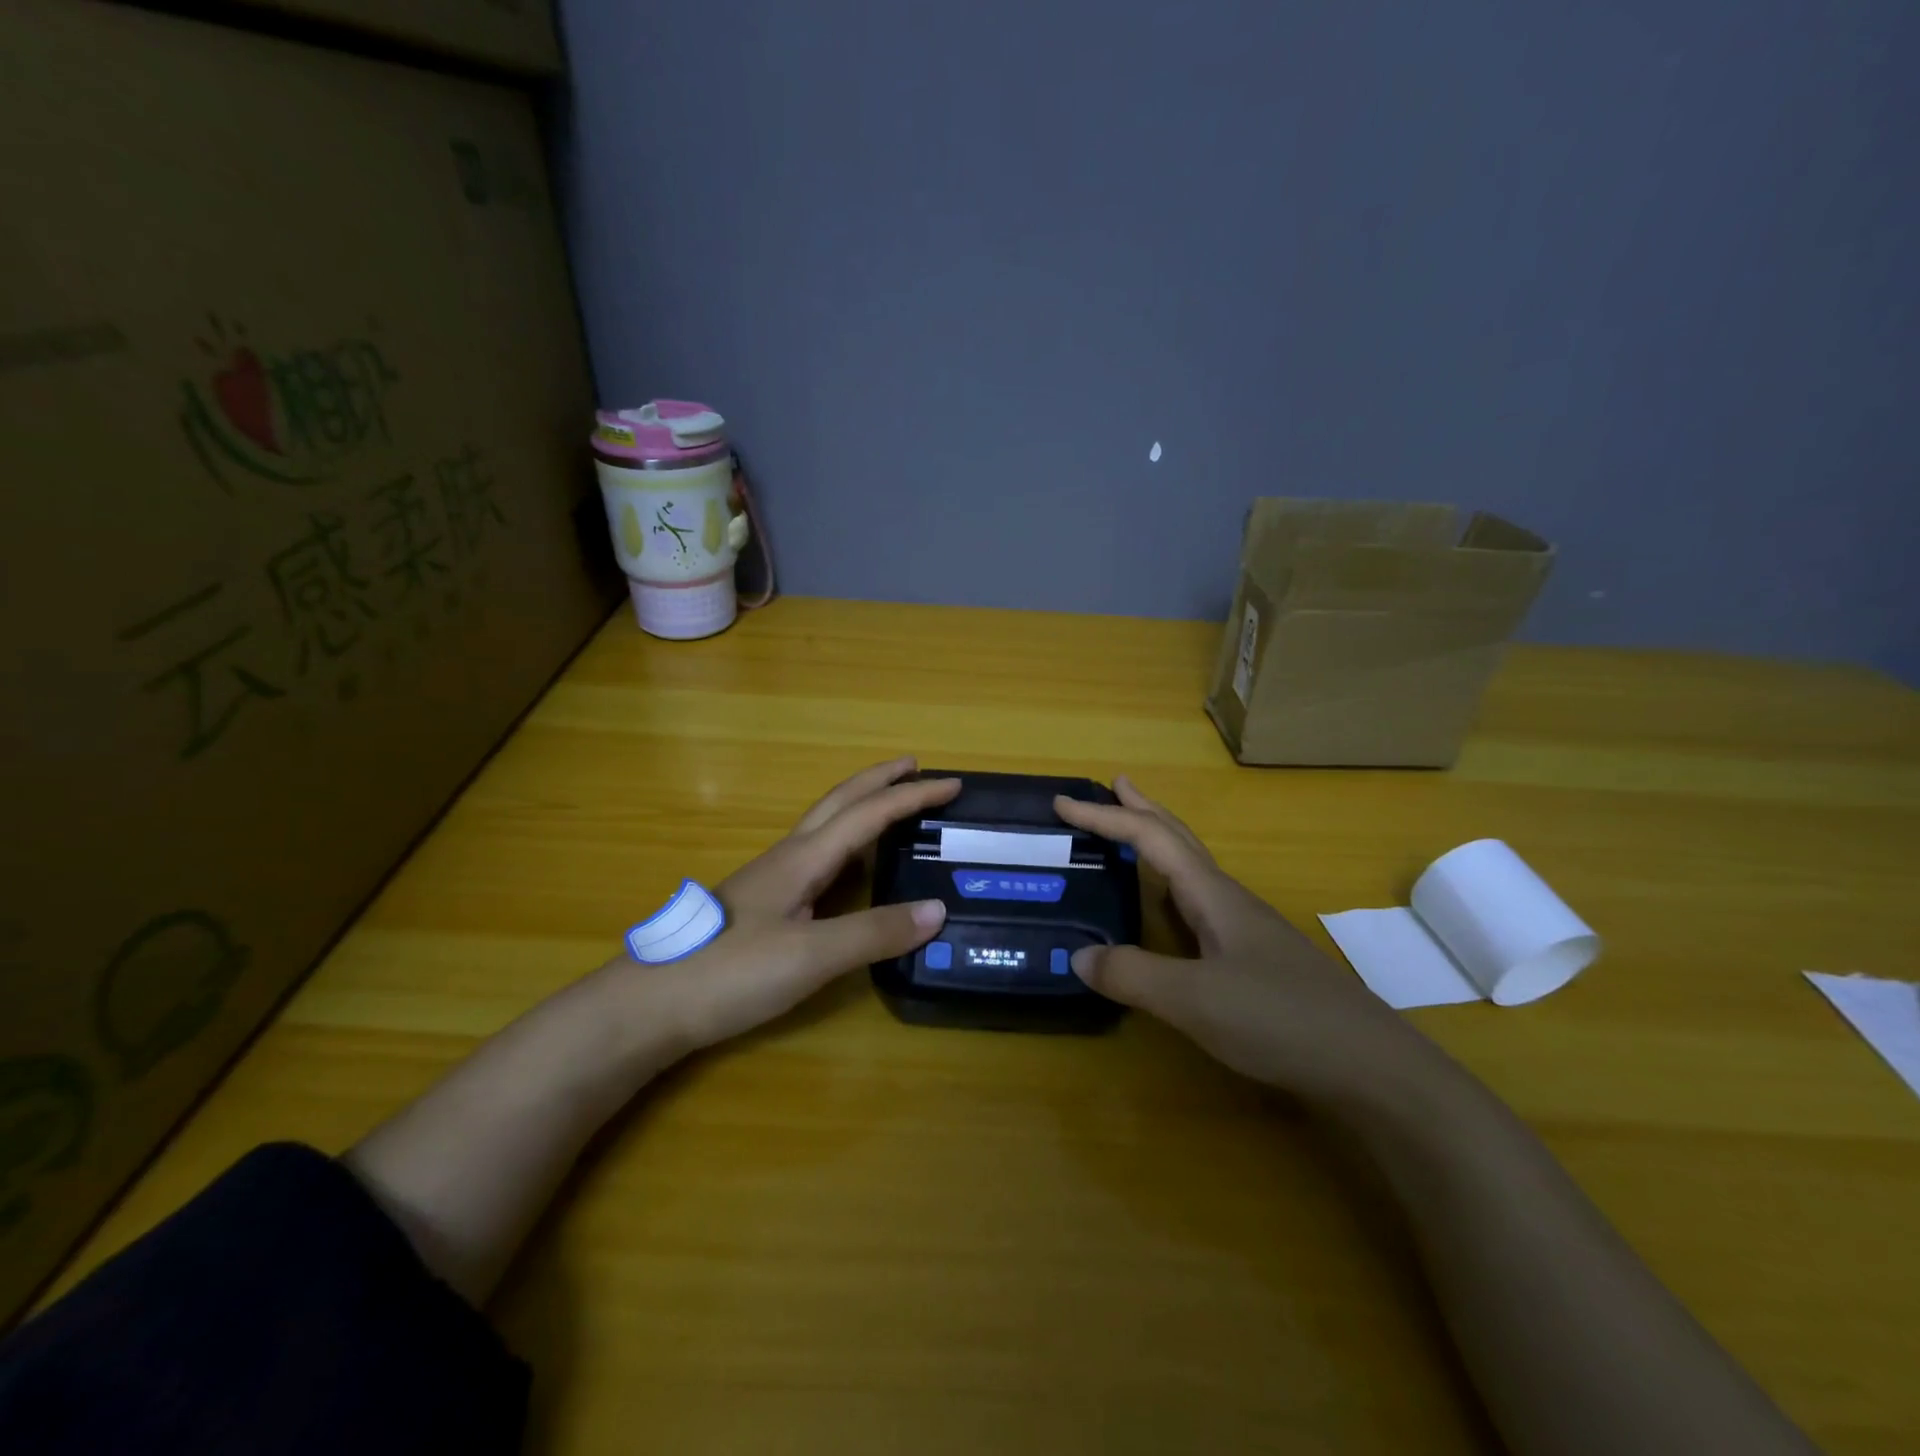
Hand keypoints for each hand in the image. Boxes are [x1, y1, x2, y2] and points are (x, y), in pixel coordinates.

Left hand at [637, 758, 957, 1052]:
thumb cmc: (730, 973)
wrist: (648, 1006)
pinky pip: (816, 854)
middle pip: (840, 802)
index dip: (911, 796)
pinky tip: (847, 867)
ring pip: (824, 825)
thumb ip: (874, 933)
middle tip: (916, 767)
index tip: (952, 783)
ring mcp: (770, 879)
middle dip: (880, 780)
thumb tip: (937, 909)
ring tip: (891, 807)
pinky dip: (846, 841)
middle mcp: (788, 857)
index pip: (868, 813)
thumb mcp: (811, 956)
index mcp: (803, 858)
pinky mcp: (761, 904)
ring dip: (861, 806)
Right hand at [1054, 776, 1439, 1103]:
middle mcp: (1228, 900)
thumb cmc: (1279, 1018)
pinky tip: (1170, 912)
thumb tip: (1079, 956)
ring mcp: (1246, 929)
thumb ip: (1133, 975)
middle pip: (1179, 839)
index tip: (1063, 803)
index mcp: (1212, 895)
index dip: (1105, 817)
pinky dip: (1171, 888)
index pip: (1150, 839)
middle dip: (1142, 810)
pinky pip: (1199, 904)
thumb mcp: (1194, 999)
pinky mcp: (1255, 959)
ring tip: (1133, 838)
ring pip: (1192, 871)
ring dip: (1159, 845)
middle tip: (1113, 786)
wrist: (1369, 1065)